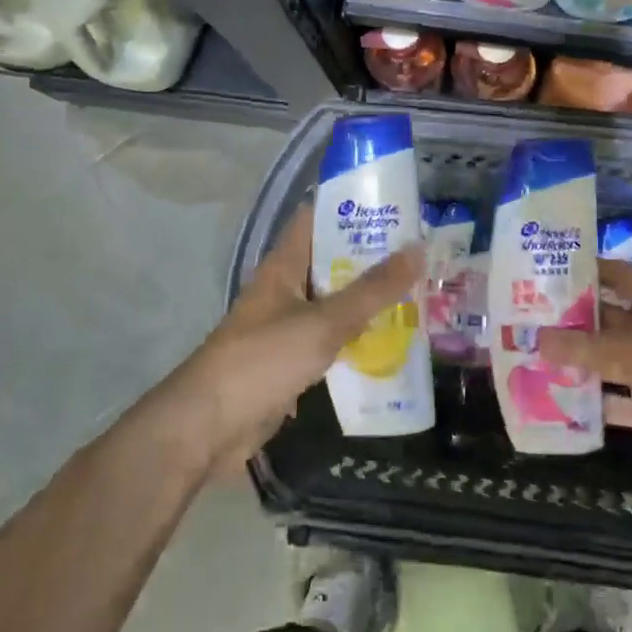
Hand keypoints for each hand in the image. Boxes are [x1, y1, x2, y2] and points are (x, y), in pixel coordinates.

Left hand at [173, 207, 424, 471]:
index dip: (352, 207)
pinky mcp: (291, 359)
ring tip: (418, 290)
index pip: (318, 218)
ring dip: (369, 299)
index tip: (395, 206)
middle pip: (332, 260)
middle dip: (372, 256)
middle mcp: (285, 288)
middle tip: (421, 252)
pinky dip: (358, 335)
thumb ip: (372, 290)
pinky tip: (392, 339)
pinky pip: (331, 338)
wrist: (210, 425)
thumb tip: (418, 248)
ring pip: (335, 302)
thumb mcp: (324, 321)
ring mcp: (286, 325)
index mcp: (285, 265)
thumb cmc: (263, 359)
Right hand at [539, 259, 631, 515]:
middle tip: (513, 319)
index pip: (615, 275)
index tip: (536, 268)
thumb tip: (538, 340)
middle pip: (603, 319)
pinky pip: (614, 401)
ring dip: (570, 361)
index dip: (581, 268)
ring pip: (603, 362)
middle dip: (564, 318)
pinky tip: (551, 403)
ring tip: (521, 357)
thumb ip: (595, 349)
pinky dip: (587, 403)